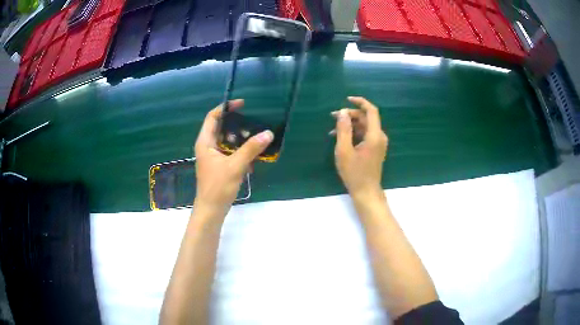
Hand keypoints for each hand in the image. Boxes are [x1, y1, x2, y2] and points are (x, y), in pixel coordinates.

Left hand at [194, 100, 273, 213]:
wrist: (212, 210)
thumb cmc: (218, 187)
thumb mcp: (235, 166)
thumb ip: (251, 149)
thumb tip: (268, 133)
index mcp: (205, 142)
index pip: (212, 117)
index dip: (226, 108)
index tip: (242, 104)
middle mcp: (207, 147)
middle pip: (221, 128)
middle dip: (237, 125)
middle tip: (253, 124)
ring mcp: (213, 157)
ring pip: (227, 141)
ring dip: (241, 140)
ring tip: (256, 140)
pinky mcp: (219, 166)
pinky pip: (231, 153)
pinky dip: (241, 152)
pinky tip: (253, 159)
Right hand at [332, 96, 387, 200]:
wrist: (366, 191)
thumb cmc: (354, 173)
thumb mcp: (344, 150)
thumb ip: (343, 130)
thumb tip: (343, 112)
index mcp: (374, 135)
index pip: (371, 111)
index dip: (360, 102)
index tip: (347, 99)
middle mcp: (379, 136)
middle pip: (366, 118)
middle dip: (350, 115)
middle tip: (333, 117)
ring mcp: (378, 143)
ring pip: (365, 126)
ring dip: (351, 125)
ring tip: (334, 129)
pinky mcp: (375, 148)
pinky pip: (365, 135)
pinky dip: (354, 133)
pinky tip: (341, 138)